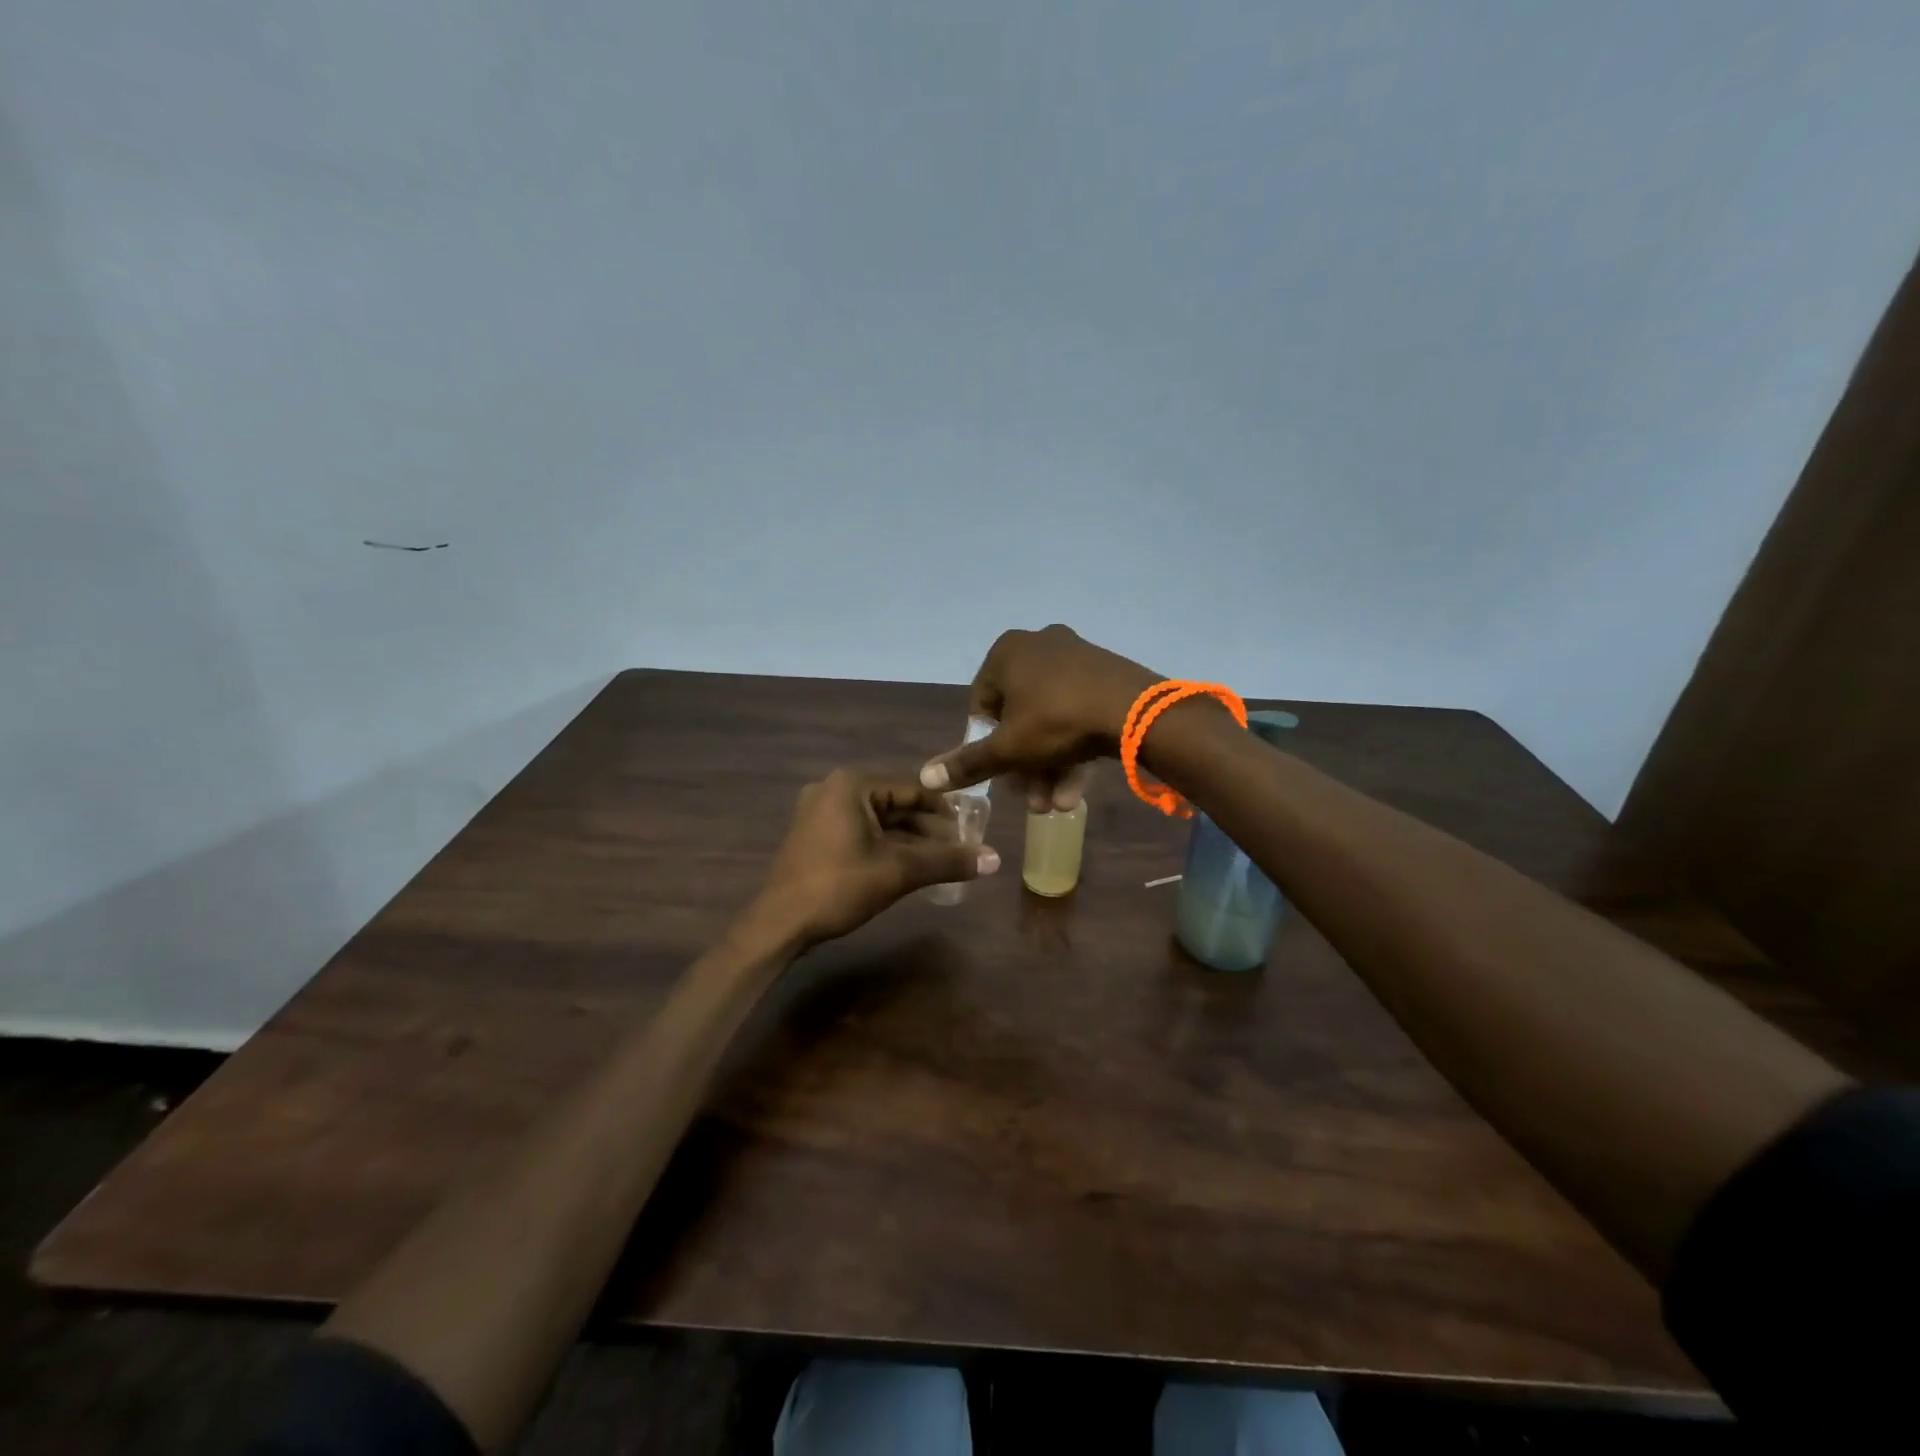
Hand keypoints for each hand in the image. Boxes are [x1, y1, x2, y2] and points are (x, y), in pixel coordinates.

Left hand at [757, 770, 1000, 945]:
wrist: (779, 925)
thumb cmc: (839, 887)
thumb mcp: (899, 871)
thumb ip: (947, 861)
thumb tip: (996, 860)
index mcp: (852, 784)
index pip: (912, 789)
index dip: (946, 810)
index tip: (972, 829)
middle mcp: (834, 789)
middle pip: (896, 804)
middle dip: (929, 829)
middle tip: (961, 849)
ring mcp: (820, 812)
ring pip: (879, 821)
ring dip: (910, 841)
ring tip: (942, 861)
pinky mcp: (815, 835)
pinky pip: (861, 833)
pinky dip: (886, 847)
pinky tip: (910, 867)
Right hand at [919, 624, 1159, 811]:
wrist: (1136, 712)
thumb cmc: (1056, 721)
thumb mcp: (1008, 749)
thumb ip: (967, 764)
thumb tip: (925, 777)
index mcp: (1007, 652)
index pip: (982, 706)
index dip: (987, 747)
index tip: (1000, 777)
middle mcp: (1039, 646)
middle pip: (1019, 718)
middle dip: (1024, 767)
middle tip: (1032, 801)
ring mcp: (1076, 658)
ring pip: (1051, 721)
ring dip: (1049, 768)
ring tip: (1055, 807)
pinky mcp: (1106, 675)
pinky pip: (1078, 714)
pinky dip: (1073, 751)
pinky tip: (1076, 792)